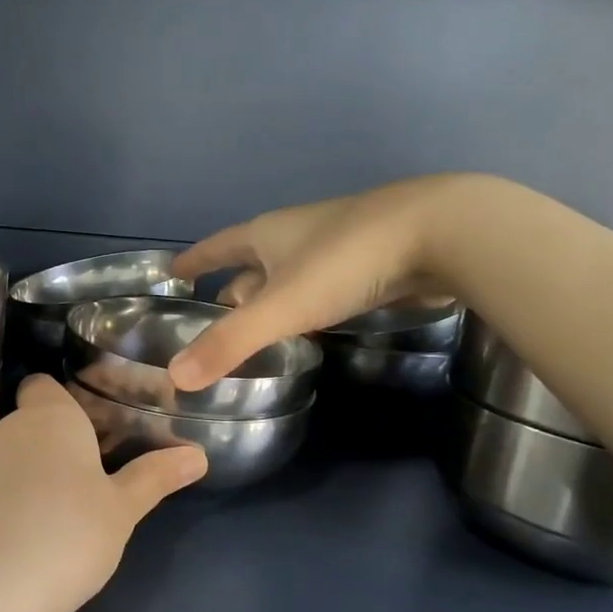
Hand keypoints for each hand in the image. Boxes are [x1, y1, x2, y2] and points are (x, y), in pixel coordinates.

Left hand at [0, 375, 206, 611]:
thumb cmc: (67, 533)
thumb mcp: (122, 509)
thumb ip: (155, 477)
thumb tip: (198, 455)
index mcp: (50, 416)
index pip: (45, 383)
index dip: (69, 396)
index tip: (101, 419)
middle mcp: (11, 429)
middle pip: (36, 419)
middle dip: (65, 437)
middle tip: (105, 464)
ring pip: (20, 453)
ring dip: (44, 468)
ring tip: (78, 500)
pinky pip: (3, 484)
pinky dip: (22, 496)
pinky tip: (43, 527)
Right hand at [169, 175, 479, 389]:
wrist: (440, 232)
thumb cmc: (346, 262)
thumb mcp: (282, 307)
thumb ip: (230, 344)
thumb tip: (176, 379)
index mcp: (267, 235)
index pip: (217, 246)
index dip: (194, 260)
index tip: (171, 272)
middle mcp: (295, 235)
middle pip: (251, 264)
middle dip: (231, 290)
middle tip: (211, 320)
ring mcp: (335, 247)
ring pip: (288, 276)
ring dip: (269, 300)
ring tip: (254, 331)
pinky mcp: (369, 264)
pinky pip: (321, 288)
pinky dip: (305, 306)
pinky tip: (309, 328)